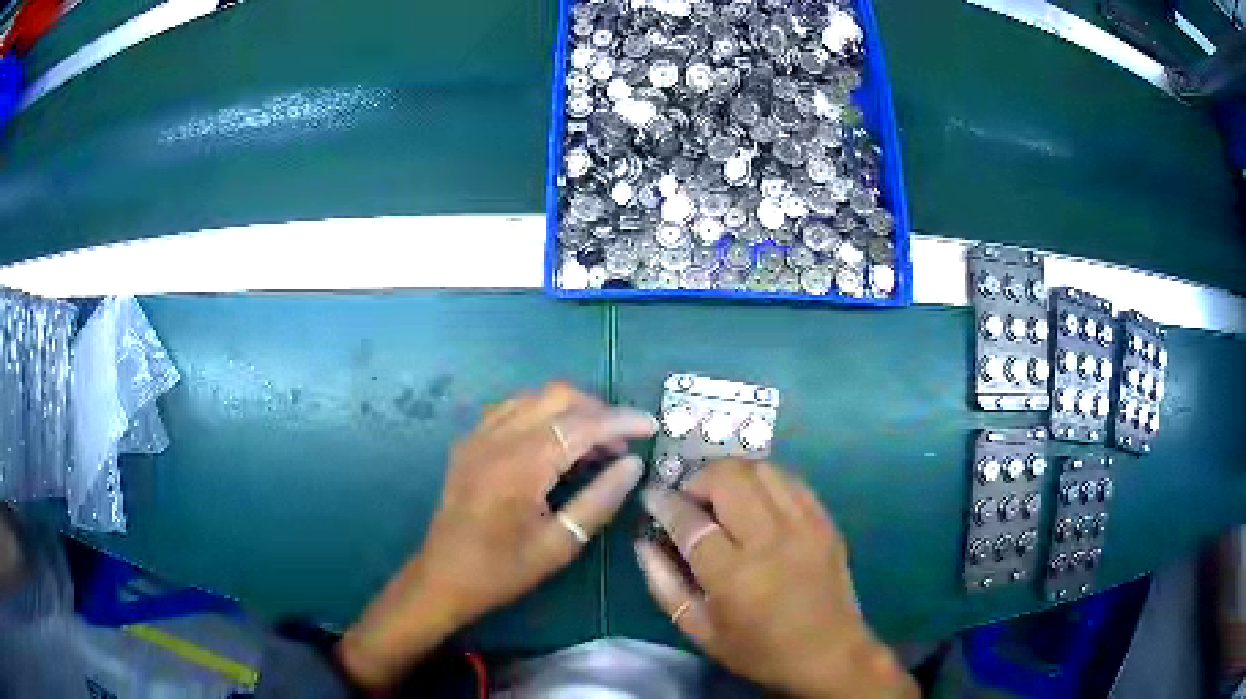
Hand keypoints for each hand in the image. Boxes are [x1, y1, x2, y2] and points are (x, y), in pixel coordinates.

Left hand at [338, 383, 656, 688]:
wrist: (442, 577)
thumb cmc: (502, 570)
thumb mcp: (559, 545)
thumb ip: (599, 500)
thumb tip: (633, 464)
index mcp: (520, 465)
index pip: (581, 424)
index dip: (621, 420)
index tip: (651, 426)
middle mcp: (497, 438)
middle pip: (557, 396)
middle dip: (598, 410)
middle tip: (622, 442)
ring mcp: (478, 435)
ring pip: (534, 396)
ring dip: (570, 410)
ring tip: (594, 445)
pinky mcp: (469, 441)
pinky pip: (512, 408)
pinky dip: (542, 414)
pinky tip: (555, 444)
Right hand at [636, 460, 917, 698]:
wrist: (829, 653)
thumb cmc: (759, 650)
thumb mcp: (700, 630)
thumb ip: (664, 585)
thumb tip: (644, 542)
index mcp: (735, 575)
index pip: (691, 521)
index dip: (664, 502)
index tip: (652, 496)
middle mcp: (771, 540)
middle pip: (728, 479)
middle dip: (698, 478)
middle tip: (688, 496)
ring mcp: (804, 525)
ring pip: (761, 469)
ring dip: (731, 474)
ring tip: (719, 494)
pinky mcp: (825, 520)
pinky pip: (790, 479)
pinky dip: (764, 480)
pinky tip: (755, 498)